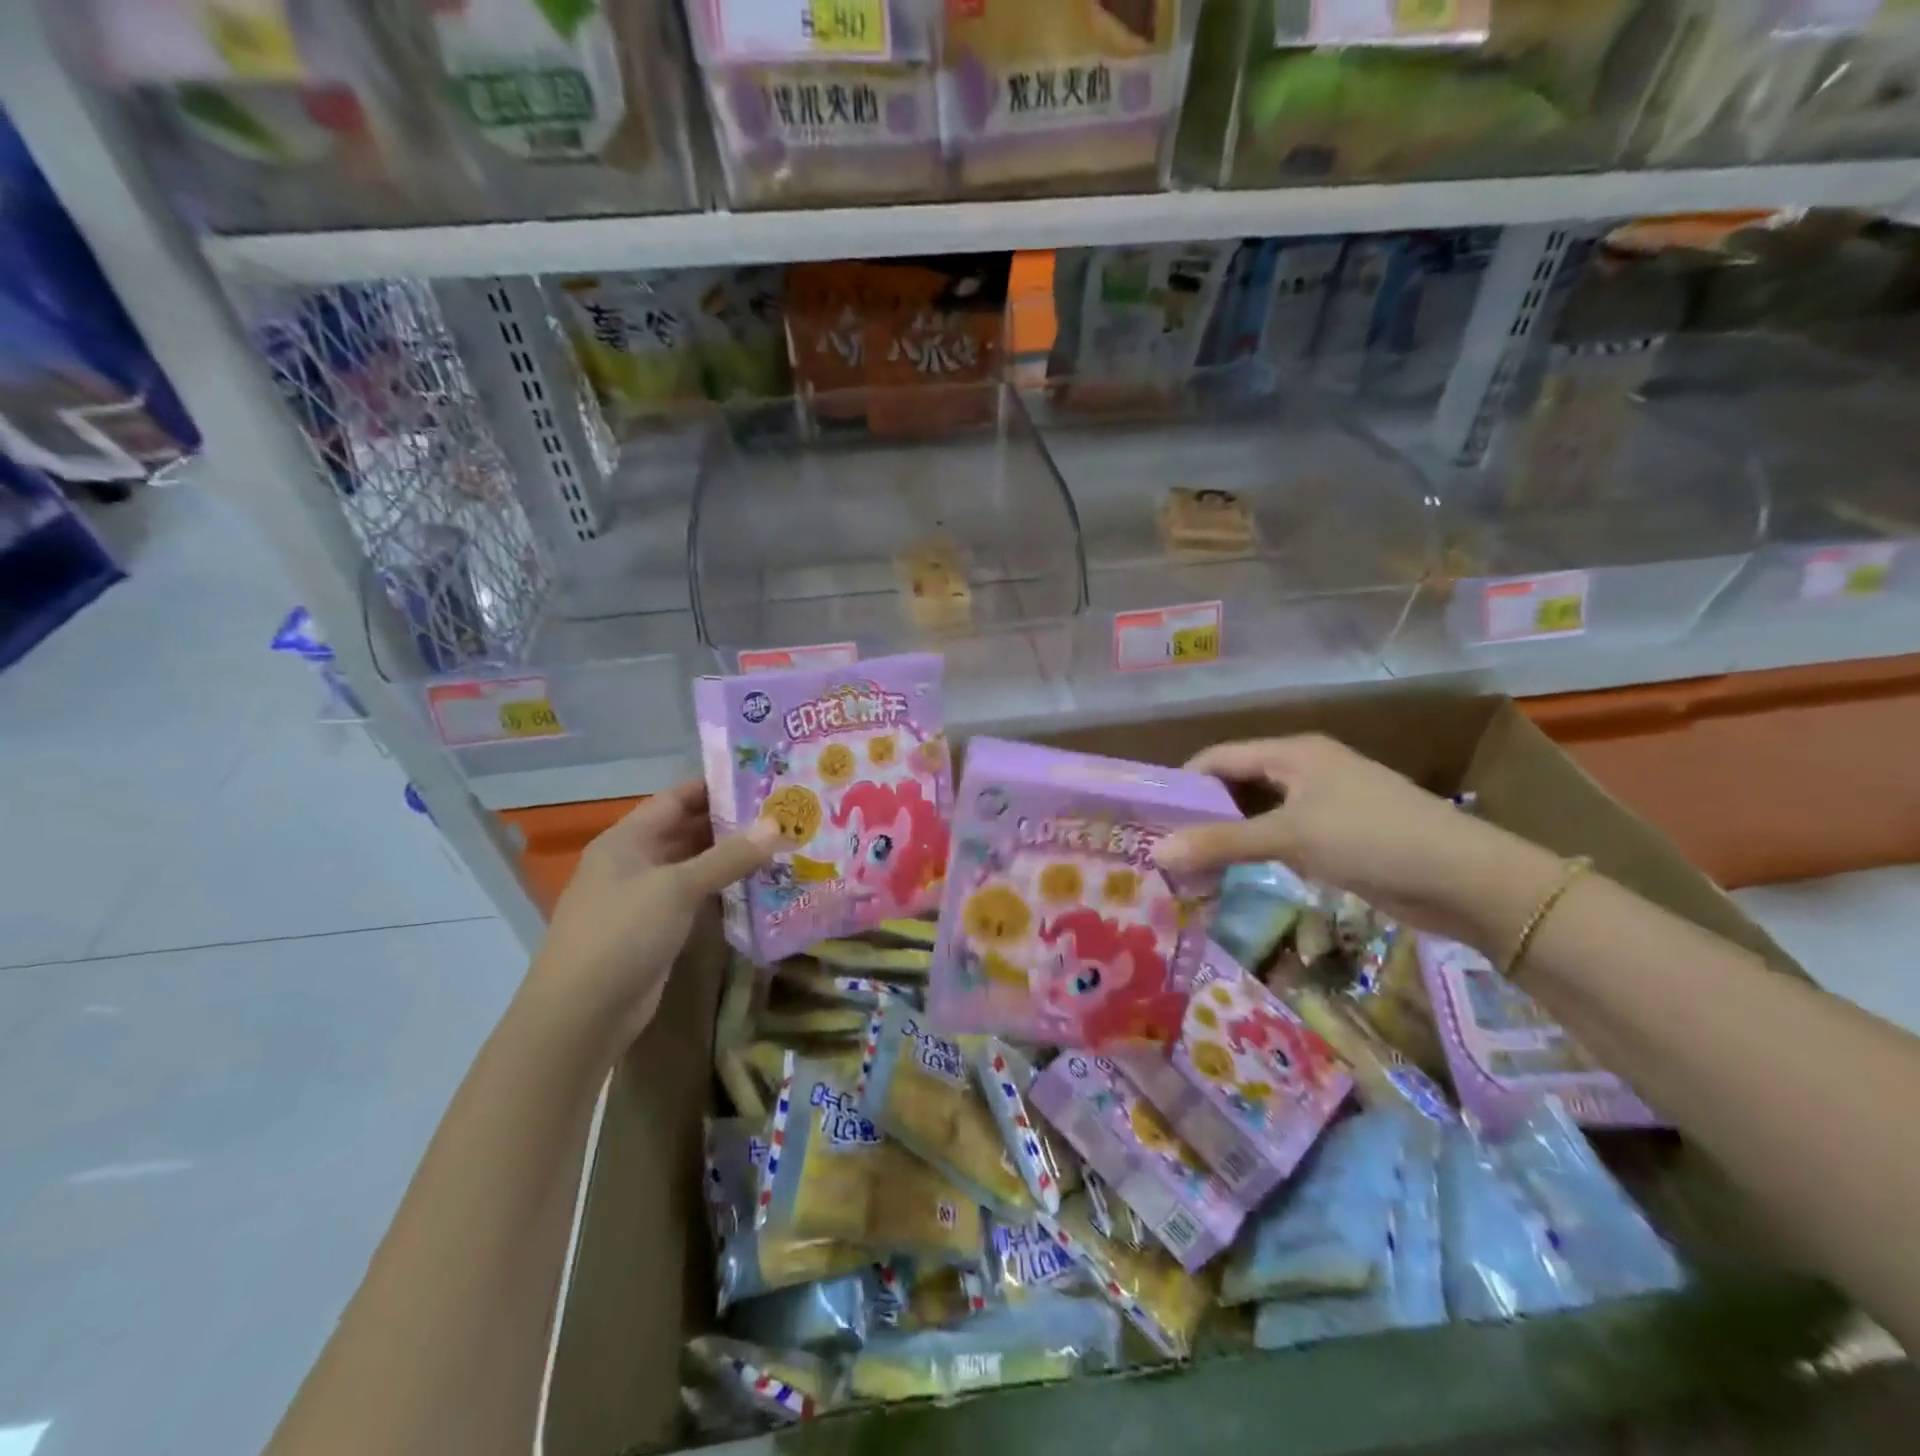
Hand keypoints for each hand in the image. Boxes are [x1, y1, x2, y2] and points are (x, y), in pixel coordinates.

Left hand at [526, 780, 778, 1053]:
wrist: (581, 1014)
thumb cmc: (622, 933)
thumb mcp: (677, 888)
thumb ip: (728, 856)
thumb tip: (777, 825)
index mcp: (626, 840)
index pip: (675, 798)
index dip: (714, 787)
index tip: (760, 780)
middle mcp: (633, 862)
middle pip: (685, 831)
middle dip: (729, 823)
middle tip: (780, 814)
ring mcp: (643, 898)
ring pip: (692, 866)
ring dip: (730, 859)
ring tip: (779, 845)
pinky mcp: (655, 930)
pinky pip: (694, 898)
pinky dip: (722, 890)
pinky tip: (757, 887)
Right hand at [1155, 735, 1562, 952]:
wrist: (1465, 880)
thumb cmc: (1371, 838)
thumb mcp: (1290, 837)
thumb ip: (1222, 842)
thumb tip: (1156, 852)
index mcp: (1293, 752)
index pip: (1219, 757)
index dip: (1183, 782)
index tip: (1149, 815)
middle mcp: (1305, 770)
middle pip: (1237, 784)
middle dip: (1201, 812)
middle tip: (1163, 844)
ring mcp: (1324, 804)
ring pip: (1259, 813)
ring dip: (1227, 835)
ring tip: (1187, 862)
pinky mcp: (1338, 837)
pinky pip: (1281, 837)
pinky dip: (1255, 852)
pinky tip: (1233, 873)